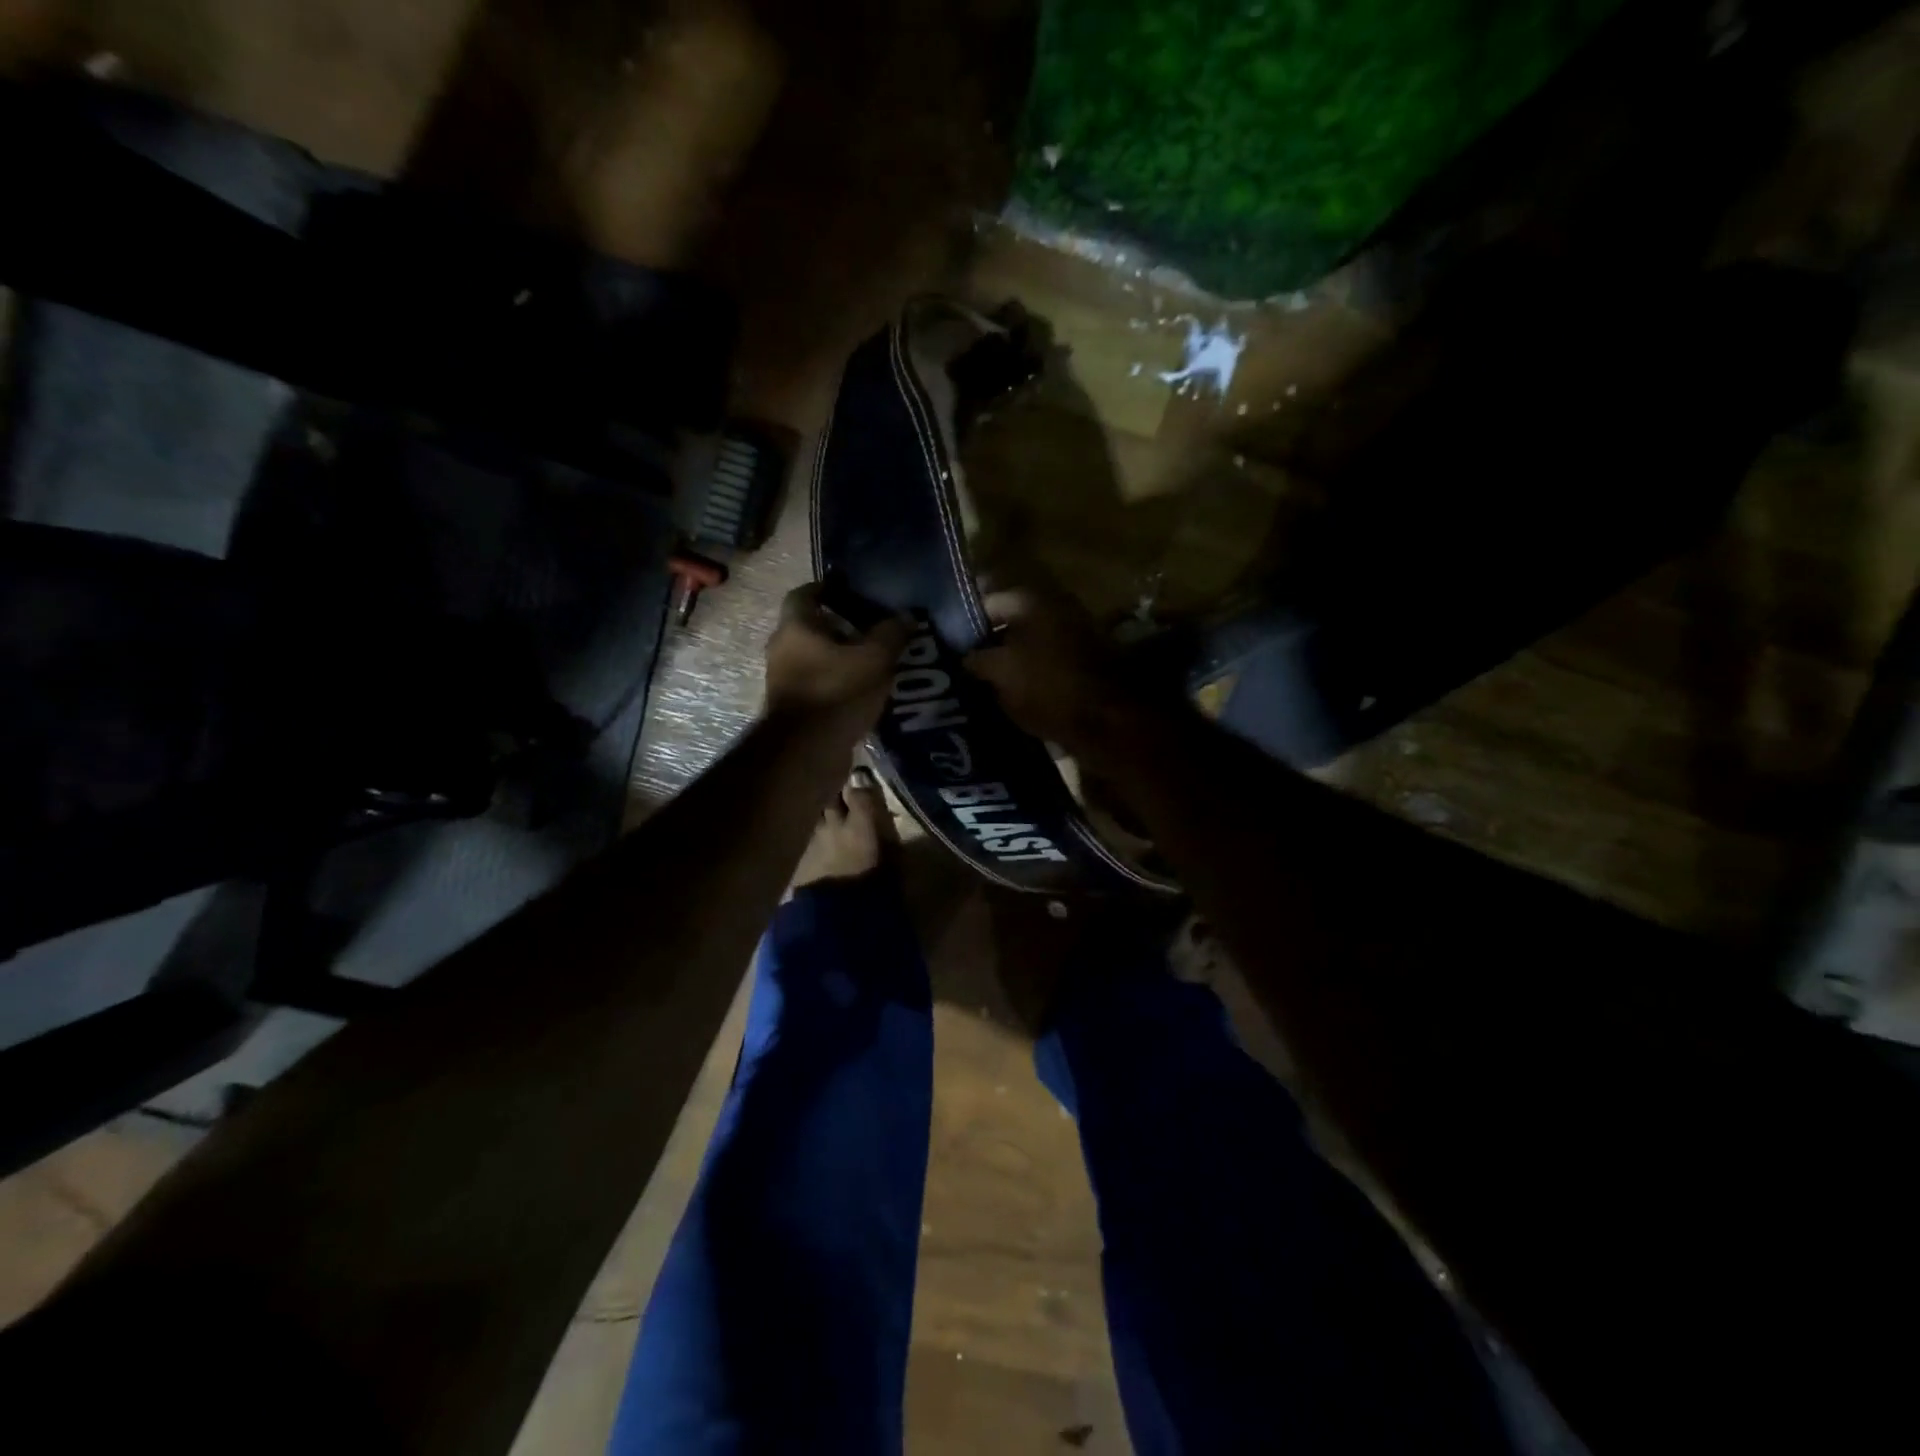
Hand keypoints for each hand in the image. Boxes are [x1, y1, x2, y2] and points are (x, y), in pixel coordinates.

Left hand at [764, 584, 910, 723]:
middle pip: (811, 628)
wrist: (807, 752)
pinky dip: (838, 684)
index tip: (852, 590)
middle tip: (873, 629)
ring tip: (874, 663)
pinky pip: (819, 686)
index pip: (805, 594)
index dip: (828, 588)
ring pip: (815, 659)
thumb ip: (891, 634)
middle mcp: (782, 649)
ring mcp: (784, 681)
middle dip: (841, 627)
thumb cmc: (837, 692)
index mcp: (796, 627)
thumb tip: (906, 616)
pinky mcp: (794, 709)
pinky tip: (864, 692)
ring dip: (840, 659)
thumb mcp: (874, 659)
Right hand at [963, 589, 1145, 759]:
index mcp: (1030, 600)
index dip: (960, 624)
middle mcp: (1052, 607)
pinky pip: (1042, 662)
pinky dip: (1026, 675)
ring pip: (1024, 644)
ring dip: (1005, 661)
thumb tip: (962, 657)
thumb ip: (974, 659)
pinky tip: (1008, 695)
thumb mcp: (998, 673)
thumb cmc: (1046, 688)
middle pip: (1006, 622)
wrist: (1106, 721)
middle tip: (958, 667)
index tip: (943, 647)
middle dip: (983, 643)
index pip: (984, 602)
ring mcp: (1070, 633)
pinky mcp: (1080, 661)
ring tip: (979, 685)